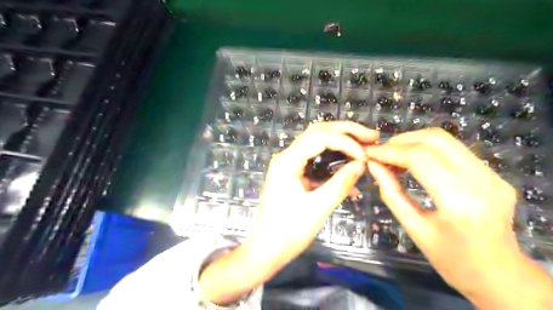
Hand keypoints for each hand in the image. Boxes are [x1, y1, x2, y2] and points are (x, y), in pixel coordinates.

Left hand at [200, 122, 379, 304]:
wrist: (267, 249)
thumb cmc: (289, 231)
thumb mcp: (318, 207)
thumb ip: (341, 183)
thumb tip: (362, 164)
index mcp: (287, 161)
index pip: (320, 137)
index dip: (346, 142)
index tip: (365, 156)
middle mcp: (286, 156)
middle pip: (318, 132)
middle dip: (346, 132)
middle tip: (371, 136)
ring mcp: (289, 164)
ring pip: (317, 144)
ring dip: (341, 143)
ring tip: (365, 146)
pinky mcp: (293, 174)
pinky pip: (316, 161)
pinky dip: (334, 163)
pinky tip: (350, 171)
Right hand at [367, 127, 549, 306]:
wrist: (500, 274)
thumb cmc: (452, 260)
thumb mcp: (414, 228)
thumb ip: (391, 193)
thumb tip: (373, 165)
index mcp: (460, 202)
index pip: (419, 158)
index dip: (389, 151)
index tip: (368, 153)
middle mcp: (482, 181)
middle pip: (435, 139)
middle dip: (400, 141)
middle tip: (380, 153)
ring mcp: (492, 175)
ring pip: (445, 139)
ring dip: (412, 142)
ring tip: (392, 157)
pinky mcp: (493, 173)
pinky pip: (453, 150)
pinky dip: (426, 149)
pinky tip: (412, 161)